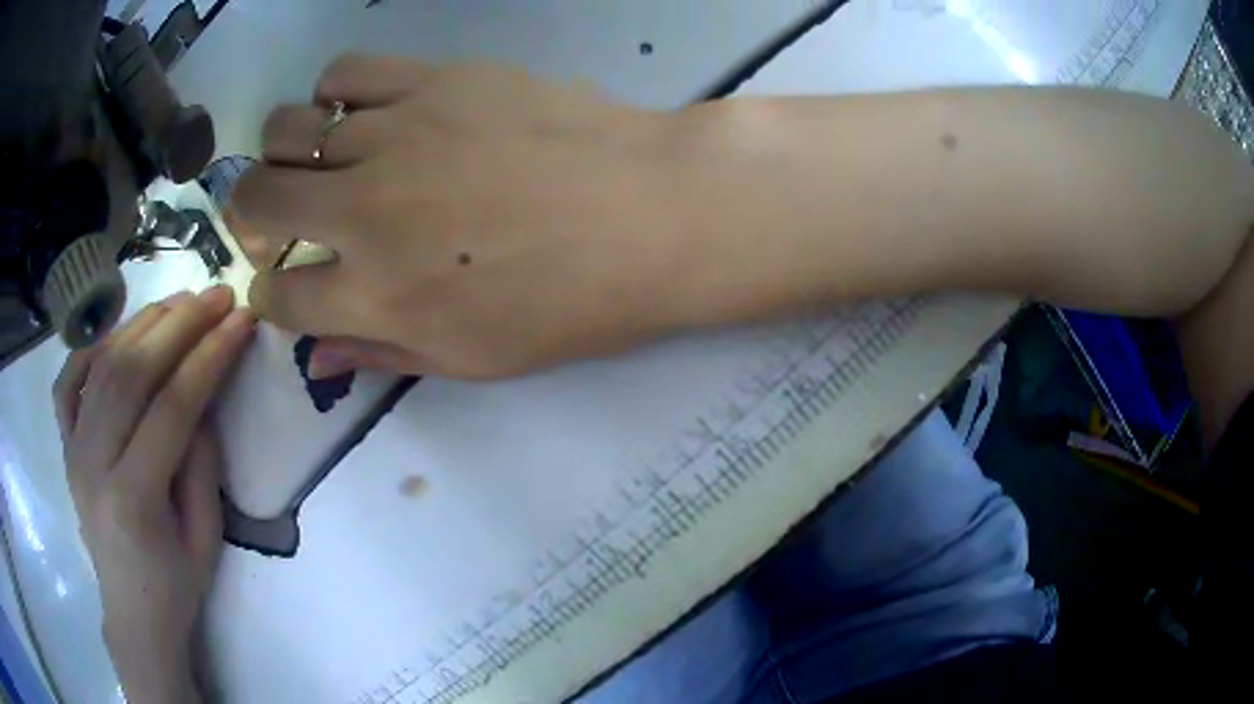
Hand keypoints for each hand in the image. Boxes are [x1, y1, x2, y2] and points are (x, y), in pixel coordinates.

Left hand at [54, 287, 254, 702]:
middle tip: (217, 296)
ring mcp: (73, 450)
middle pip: (132, 372)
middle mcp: (94, 463)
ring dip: (144, 323)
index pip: (170, 407)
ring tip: (181, 303)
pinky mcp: (65, 445)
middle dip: (179, 324)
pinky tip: (119, 336)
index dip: (209, 357)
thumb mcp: (205, 538)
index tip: (241, 321)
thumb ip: (201, 462)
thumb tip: (204, 394)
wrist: (132, 614)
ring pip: (102, 365)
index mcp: (133, 499)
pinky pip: (68, 381)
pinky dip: (91, 348)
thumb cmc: (175, 587)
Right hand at [232, 57, 696, 378]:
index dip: (271, 293)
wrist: (652, 210)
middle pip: (256, 200)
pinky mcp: (433, 81)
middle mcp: (363, 211)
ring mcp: (395, 135)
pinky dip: (333, 94)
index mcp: (375, 296)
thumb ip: (384, 354)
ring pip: (288, 128)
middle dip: (249, 215)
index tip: (283, 283)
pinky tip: (359, 113)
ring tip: (314, 160)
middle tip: (273, 216)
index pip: (280, 296)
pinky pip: (345, 73)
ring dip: (285, 151)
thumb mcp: (475, 359)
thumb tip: (320, 357)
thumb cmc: (573, 302)